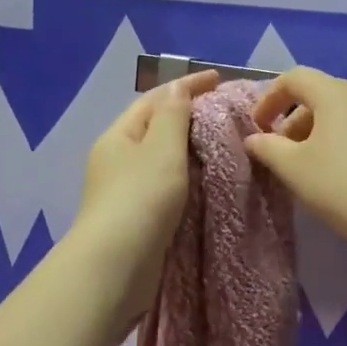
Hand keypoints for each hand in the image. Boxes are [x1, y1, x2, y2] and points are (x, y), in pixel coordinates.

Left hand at [67, 69, 219, 331]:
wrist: (117, 266)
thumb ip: (173, 116)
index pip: (156, 99)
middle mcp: (118, 159)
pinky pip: (169, 187)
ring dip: (191, 150)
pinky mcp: (139, 219)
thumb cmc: (140, 199)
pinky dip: (189, 179)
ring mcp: (126, 191)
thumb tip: (178, 88)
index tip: (220, 79)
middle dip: (190, 117)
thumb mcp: (161, 148)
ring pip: (164, 160)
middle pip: (157, 128)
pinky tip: (210, 183)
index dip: (187, 85)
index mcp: (119, 136)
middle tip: (229, 114)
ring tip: (226, 145)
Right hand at [245, 67, 346, 251]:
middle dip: (297, 119)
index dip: (270, 98)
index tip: (259, 127)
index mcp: (334, 93)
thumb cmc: (342, 186)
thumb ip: (268, 148)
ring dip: (328, 128)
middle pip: (323, 94)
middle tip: (284, 152)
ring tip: (319, 159)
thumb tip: (254, 139)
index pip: (295, 79)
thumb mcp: (293, 169)